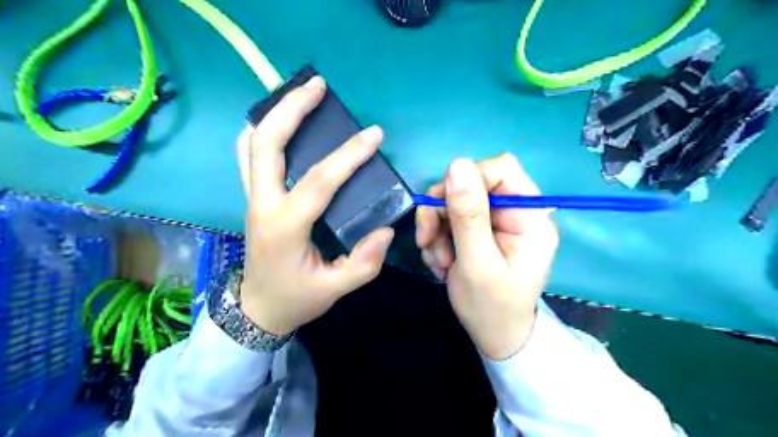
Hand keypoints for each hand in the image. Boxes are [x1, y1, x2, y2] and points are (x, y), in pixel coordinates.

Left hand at [236, 75, 395, 333]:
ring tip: (299, 95)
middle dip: (290, 109)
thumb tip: (386, 229)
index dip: (348, 156)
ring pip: (251, 145)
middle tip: (318, 86)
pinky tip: (281, 124)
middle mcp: (262, 205)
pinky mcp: (253, 198)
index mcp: (285, 226)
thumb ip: (364, 263)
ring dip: (273, 114)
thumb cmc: (296, 299)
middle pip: (266, 144)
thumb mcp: (335, 289)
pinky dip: (260, 132)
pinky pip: (248, 156)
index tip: (374, 135)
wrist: (257, 309)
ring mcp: (252, 199)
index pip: (318, 181)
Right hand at [417, 155, 555, 358]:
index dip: (467, 180)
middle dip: (443, 211)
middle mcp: (515, 212)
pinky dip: (438, 237)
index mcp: (530, 216)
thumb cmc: (492, 307)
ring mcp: (497, 221)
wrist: (494, 337)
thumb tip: (457, 164)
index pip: (501, 169)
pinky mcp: (480, 230)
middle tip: (429, 241)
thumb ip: (469, 215)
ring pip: (454, 201)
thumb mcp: (477, 263)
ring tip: (438, 261)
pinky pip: (450, 218)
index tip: (444, 209)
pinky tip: (440, 262)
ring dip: (437, 228)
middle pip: (470, 184)